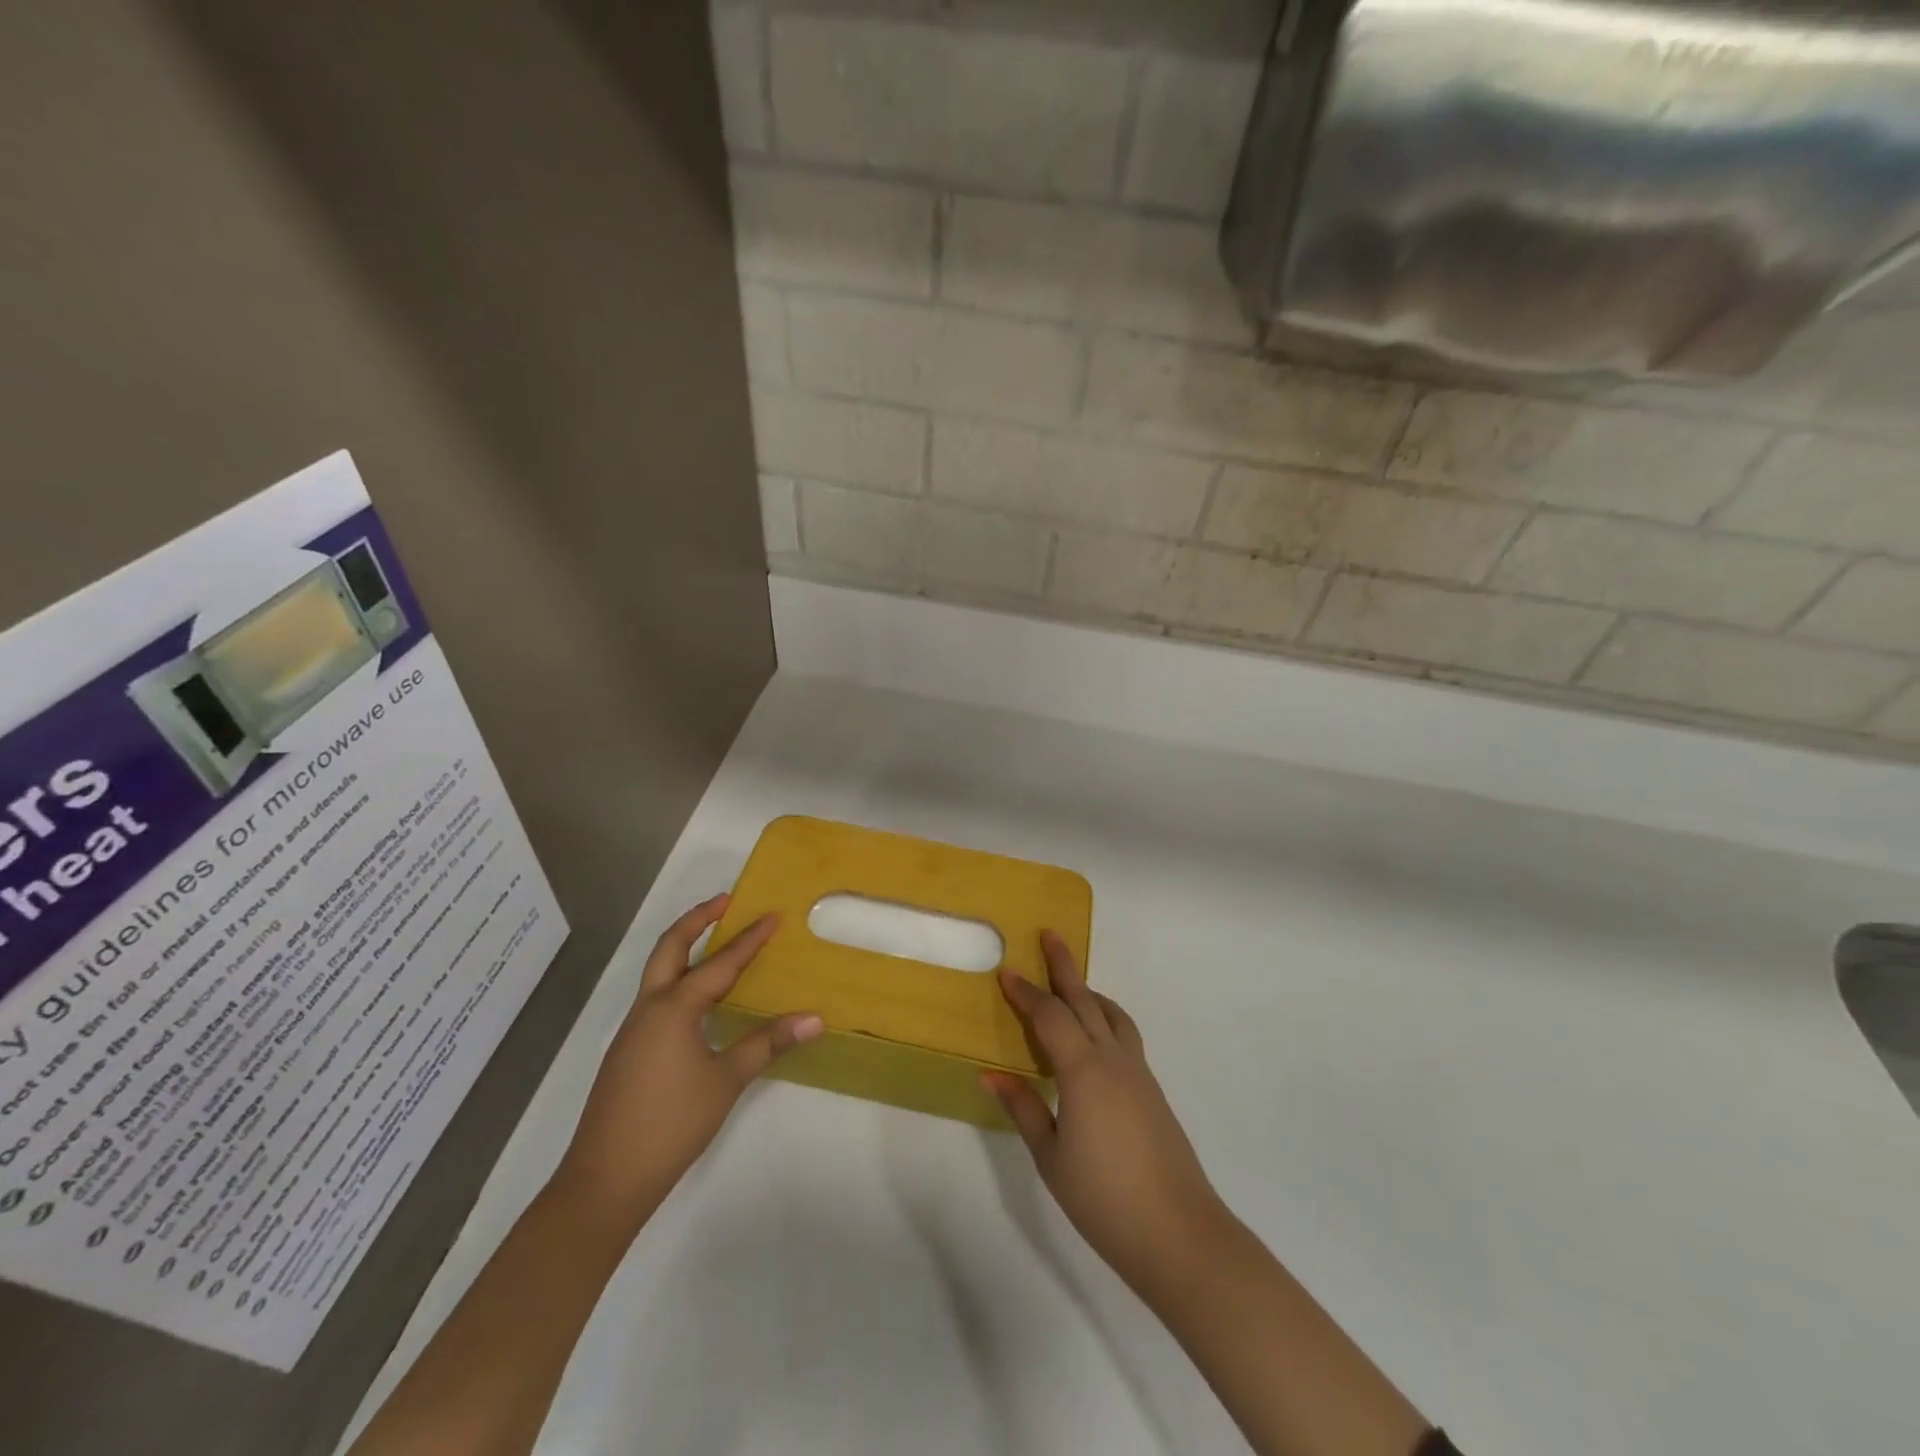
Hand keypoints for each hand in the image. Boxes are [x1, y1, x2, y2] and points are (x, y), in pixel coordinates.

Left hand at [553, 894, 821, 1230]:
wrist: (605, 1179)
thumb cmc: (671, 1124)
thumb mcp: (726, 1081)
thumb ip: (768, 1044)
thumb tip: (814, 1018)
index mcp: (674, 1008)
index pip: (720, 963)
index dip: (749, 939)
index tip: (772, 915)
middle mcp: (649, 1008)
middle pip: (670, 948)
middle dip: (696, 920)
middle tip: (726, 902)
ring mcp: (633, 1030)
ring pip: (659, 972)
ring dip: (685, 948)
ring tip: (717, 942)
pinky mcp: (628, 1050)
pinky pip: (657, 998)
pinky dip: (680, 981)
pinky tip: (700, 1002)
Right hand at [984, 933, 1229, 1296]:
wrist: (1178, 1231)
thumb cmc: (1104, 1198)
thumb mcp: (1050, 1157)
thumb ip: (1023, 1109)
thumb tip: (990, 1074)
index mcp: (1083, 1070)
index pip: (1049, 1016)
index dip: (1026, 993)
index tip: (1007, 971)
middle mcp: (1112, 1059)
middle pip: (1084, 1000)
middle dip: (1064, 967)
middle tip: (1050, 936)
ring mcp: (1138, 1072)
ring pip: (1111, 1014)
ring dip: (1089, 990)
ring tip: (1072, 983)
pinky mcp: (1152, 1089)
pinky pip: (1124, 1034)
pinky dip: (1106, 1017)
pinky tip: (1096, 1035)